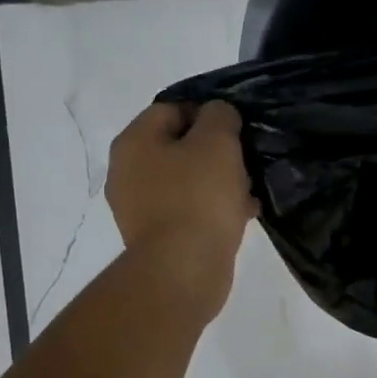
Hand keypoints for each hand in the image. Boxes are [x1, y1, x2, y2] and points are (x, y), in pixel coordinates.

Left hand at [107, 100, 257, 308]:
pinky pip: (189, 211)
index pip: (172, 109)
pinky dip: (212, 210)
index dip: (207, 113)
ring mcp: (139, 208)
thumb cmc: (199, 196)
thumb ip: (220, 116)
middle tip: (245, 162)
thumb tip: (218, 114)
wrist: (184, 269)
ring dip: (218, 183)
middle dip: (215, 152)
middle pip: (179, 147)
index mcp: (134, 142)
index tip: (237, 130)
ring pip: (187, 181)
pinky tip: (241, 216)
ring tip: (248, 192)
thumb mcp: (217, 142)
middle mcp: (127, 171)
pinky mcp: (157, 237)